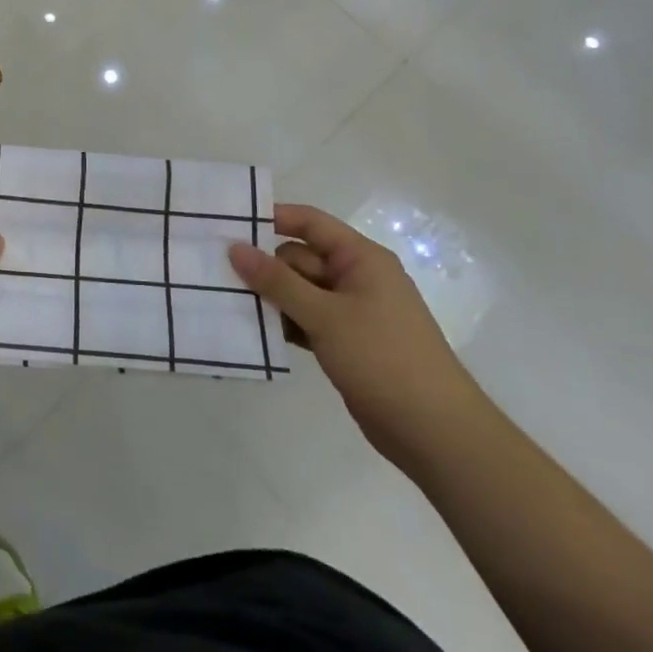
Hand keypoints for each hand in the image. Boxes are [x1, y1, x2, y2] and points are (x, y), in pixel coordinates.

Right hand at [229, 204, 484, 468]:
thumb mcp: (325, 315)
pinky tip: (254, 333)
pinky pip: (306, 320)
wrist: (434, 431)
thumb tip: (235, 248)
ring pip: (299, 292)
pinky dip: (284, 324)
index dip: (273, 219)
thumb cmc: (383, 359)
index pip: (310, 223)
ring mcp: (352, 312)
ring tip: (226, 304)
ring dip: (271, 299)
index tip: (230, 226)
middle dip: (264, 268)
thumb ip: (277, 281)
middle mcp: (357, 278)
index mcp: (361, 258)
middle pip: (300, 258)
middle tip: (218, 276)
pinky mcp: (346, 342)